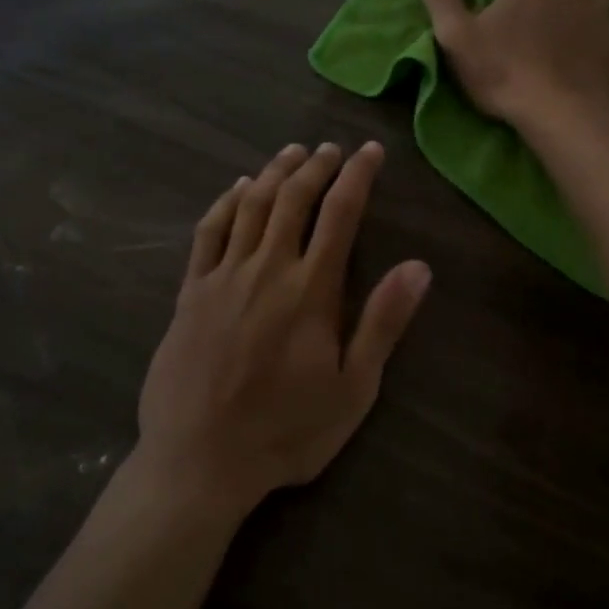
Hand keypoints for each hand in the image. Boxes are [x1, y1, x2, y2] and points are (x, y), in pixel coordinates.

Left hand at [135, 141, 431, 516]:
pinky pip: (208, 232)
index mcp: (310, 291)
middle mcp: (266, 270)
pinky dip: (225, 203)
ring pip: (251, 206)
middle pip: (293, 199)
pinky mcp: (190, 292)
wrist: (199, 460)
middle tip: (331, 149)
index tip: (371, 152)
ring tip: (292, 153)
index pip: (340, 215)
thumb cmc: (285, 431)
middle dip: (316, 166)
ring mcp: (222, 278)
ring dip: (274, 173)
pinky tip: (237, 188)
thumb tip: (418, 266)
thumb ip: (383, 323)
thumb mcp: (352, 389)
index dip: (358, 176)